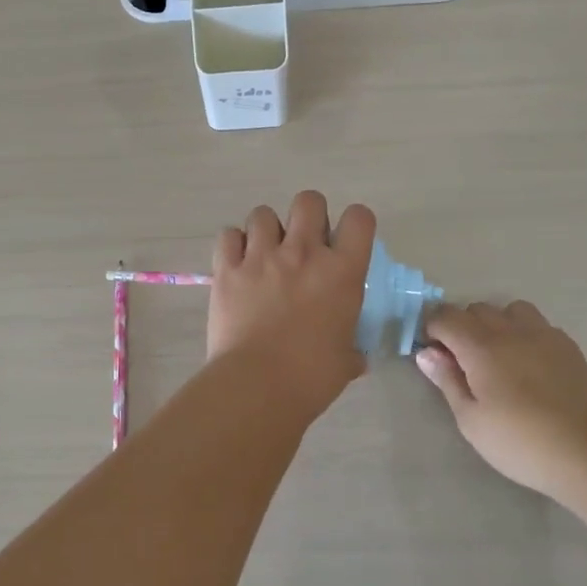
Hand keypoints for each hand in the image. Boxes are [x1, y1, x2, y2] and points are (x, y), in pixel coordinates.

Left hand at [208, 192, 376, 422]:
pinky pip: (228, 235)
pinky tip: (237, 264)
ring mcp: (261, 257)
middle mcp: (303, 253)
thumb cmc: (311, 377)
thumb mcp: (345, 362)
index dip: (354, 224)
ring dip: (267, 230)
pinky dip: (233, 245)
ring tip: (265, 255)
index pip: (359, 218)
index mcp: (342, 272)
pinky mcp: (227, 268)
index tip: (344, 243)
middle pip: (308, 200)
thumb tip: (356, 358)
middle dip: (308, 216)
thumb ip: (352, 350)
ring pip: (263, 213)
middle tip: (303, 245)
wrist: (257, 385)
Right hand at [416, 300, 586, 494]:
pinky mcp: (568, 346)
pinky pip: (538, 324)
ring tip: (497, 355)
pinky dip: (523, 333)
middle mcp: (511, 330)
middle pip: (476, 309)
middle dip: (461, 326)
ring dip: (496, 323)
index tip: (434, 355)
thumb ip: (448, 381)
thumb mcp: (471, 420)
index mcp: (481, 346)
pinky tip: (528, 364)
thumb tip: (427, 353)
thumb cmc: (522, 442)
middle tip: (462, 361)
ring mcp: (544, 335)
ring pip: (510, 309)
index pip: (445, 316)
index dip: (432, 329)